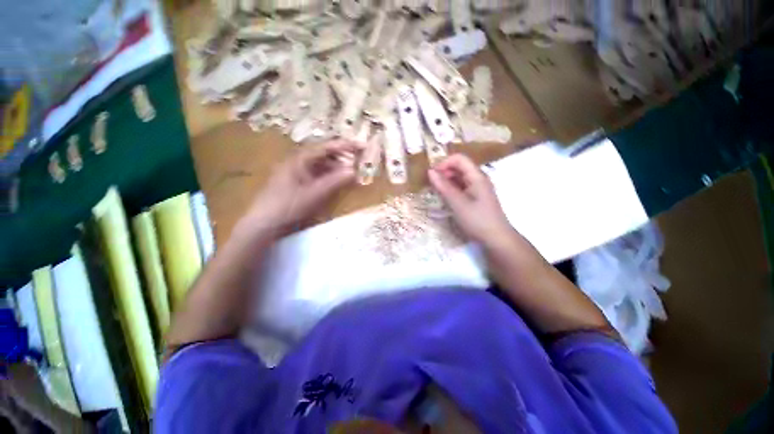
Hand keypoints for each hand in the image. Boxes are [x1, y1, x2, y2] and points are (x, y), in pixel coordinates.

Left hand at [240, 140, 357, 236]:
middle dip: (342, 157)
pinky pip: (316, 174)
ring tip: (349, 173)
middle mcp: (297, 161)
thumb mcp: (314, 194)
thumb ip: (335, 181)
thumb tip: (354, 171)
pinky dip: (328, 176)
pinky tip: (335, 182)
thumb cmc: (288, 205)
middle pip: (323, 154)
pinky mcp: (296, 181)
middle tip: (357, 161)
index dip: (345, 146)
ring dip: (336, 167)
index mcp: (300, 159)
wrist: (264, 222)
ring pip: (320, 164)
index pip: (326, 147)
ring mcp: (296, 171)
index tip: (361, 146)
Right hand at [428, 154, 512, 244]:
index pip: (459, 159)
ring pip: (459, 178)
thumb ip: (444, 187)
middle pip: (459, 167)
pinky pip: (461, 188)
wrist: (496, 239)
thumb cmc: (477, 220)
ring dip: (446, 181)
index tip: (431, 174)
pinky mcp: (475, 198)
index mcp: (477, 176)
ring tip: (436, 191)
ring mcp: (477, 188)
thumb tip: (430, 171)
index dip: (444, 163)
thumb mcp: (458, 203)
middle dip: (444, 172)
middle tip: (431, 184)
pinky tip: (445, 198)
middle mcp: (478, 179)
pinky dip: (451, 190)